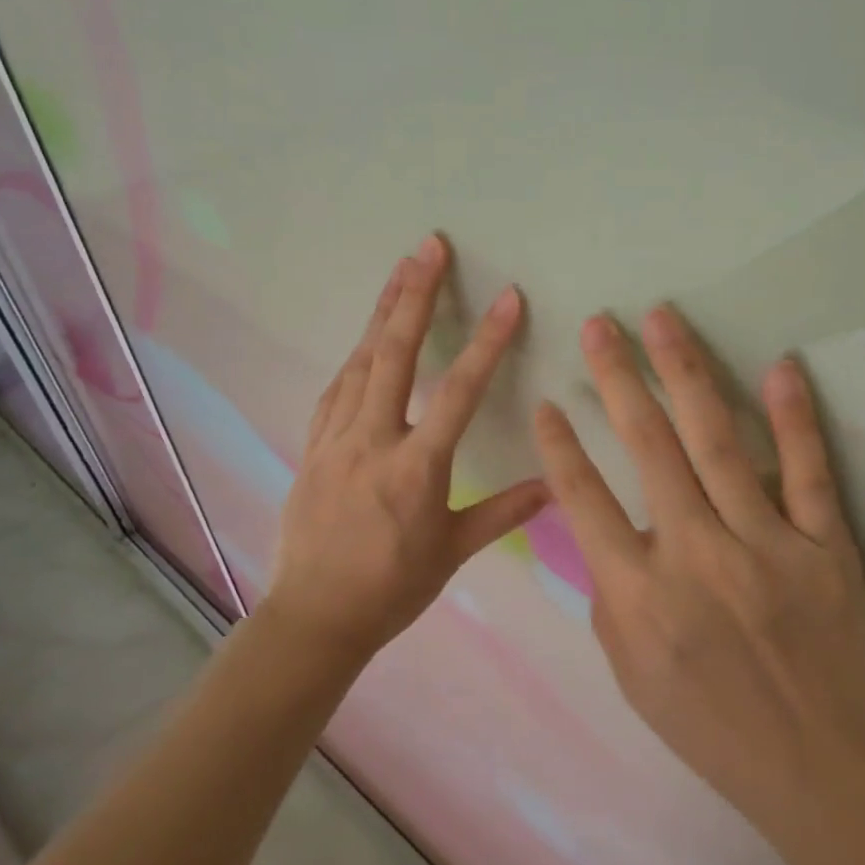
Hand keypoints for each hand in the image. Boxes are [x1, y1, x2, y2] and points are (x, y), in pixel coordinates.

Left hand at [266, 235, 548, 664]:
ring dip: (382, 314)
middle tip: (428, 247)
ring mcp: (335, 440)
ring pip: (359, 363)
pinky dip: (354, 358)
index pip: (459, 392)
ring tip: (400, 272)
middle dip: (414, 297)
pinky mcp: (311, 448)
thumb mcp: (452, 553)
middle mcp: (371, 441)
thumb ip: (502, 512)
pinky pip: (335, 391)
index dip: (487, 342)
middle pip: (394, 355)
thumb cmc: (390, 589)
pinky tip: (364, 342)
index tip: (508, 299)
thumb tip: (554, 485)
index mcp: (415, 468)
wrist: (313, 618)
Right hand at [531, 306, 864, 848]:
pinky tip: (778, 366)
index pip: (584, 500)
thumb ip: (610, 595)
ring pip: (718, 442)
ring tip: (662, 319)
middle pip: (648, 448)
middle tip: (599, 324)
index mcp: (640, 596)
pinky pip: (808, 471)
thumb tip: (599, 528)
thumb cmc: (711, 727)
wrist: (821, 769)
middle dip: (617, 378)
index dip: (560, 444)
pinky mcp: (825, 546)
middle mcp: (697, 557)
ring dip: (685, 372)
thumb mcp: (631, 674)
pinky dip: (793, 417)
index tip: (548, 398)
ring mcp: (766, 546)